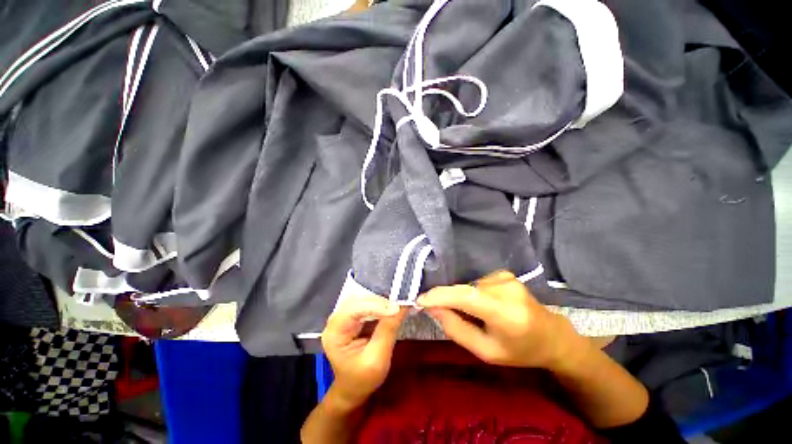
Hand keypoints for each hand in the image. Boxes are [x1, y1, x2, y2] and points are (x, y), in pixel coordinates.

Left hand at [321, 295, 407, 408]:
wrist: (354, 388)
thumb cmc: (363, 378)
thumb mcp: (377, 358)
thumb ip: (388, 330)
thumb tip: (402, 306)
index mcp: (334, 333)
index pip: (353, 310)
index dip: (374, 306)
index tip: (395, 309)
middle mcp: (336, 321)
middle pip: (356, 301)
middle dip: (378, 301)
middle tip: (398, 305)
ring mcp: (343, 317)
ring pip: (362, 299)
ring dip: (379, 301)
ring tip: (396, 305)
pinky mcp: (352, 316)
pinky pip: (366, 303)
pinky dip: (379, 304)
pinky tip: (390, 307)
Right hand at [417, 270, 583, 369]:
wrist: (552, 336)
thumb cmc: (519, 351)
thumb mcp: (486, 351)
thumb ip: (457, 329)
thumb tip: (433, 307)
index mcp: (506, 313)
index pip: (466, 297)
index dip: (440, 296)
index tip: (420, 300)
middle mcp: (506, 289)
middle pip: (464, 289)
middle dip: (448, 299)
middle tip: (442, 314)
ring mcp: (506, 278)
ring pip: (468, 285)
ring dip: (461, 297)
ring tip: (472, 314)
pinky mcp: (504, 273)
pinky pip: (476, 282)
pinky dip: (471, 292)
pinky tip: (482, 304)